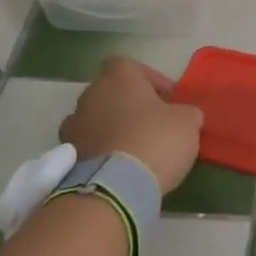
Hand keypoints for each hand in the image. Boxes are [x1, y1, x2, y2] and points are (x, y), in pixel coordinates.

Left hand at [59, 57, 203, 193]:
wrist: (114, 188)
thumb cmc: (154, 140)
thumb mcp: (187, 122)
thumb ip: (186, 112)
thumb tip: (184, 115)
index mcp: (118, 77)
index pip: (131, 67)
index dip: (150, 80)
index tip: (167, 100)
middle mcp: (90, 95)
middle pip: (111, 93)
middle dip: (130, 105)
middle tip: (153, 124)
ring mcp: (73, 127)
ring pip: (97, 120)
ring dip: (112, 129)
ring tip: (135, 149)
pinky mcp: (68, 158)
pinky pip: (89, 147)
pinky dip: (102, 152)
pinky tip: (121, 168)